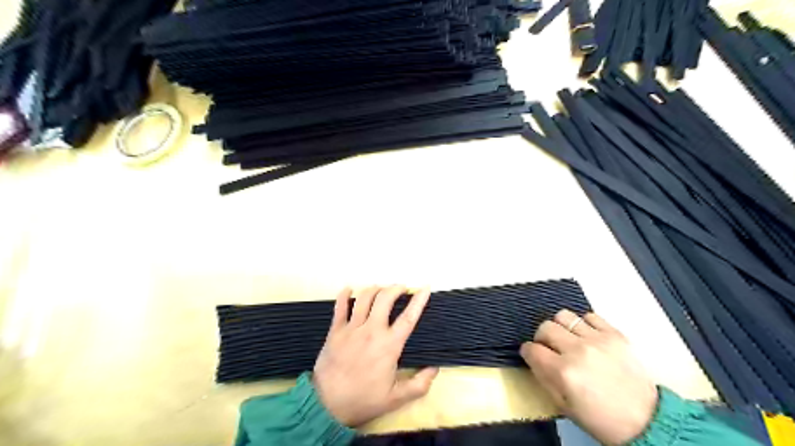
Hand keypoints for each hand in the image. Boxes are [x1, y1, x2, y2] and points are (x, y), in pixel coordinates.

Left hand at [311, 285, 436, 427]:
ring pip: (364, 298)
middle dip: (396, 288)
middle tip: (401, 289)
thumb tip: (434, 368)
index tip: (425, 287)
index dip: (419, 300)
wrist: (327, 405)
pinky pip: (340, 306)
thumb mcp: (396, 399)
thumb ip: (419, 384)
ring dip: (375, 289)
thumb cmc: (364, 400)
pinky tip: (349, 289)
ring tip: (381, 289)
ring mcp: (351, 328)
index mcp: (389, 345)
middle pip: (385, 299)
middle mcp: (371, 331)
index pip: (408, 317)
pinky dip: (345, 294)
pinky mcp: (335, 330)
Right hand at [523, 310, 658, 445]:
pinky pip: (590, 316)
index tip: (531, 354)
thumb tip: (532, 358)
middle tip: (548, 347)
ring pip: (564, 316)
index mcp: (563, 372)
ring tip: (567, 339)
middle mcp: (578, 350)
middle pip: (545, 327)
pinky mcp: (614, 335)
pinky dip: (583, 323)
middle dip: (541, 337)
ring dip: (560, 327)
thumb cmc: (602, 419)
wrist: (647, 421)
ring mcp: (597, 340)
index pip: (532, 349)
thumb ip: (543, 378)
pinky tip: (586, 336)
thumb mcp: (564, 406)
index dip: (528, 351)